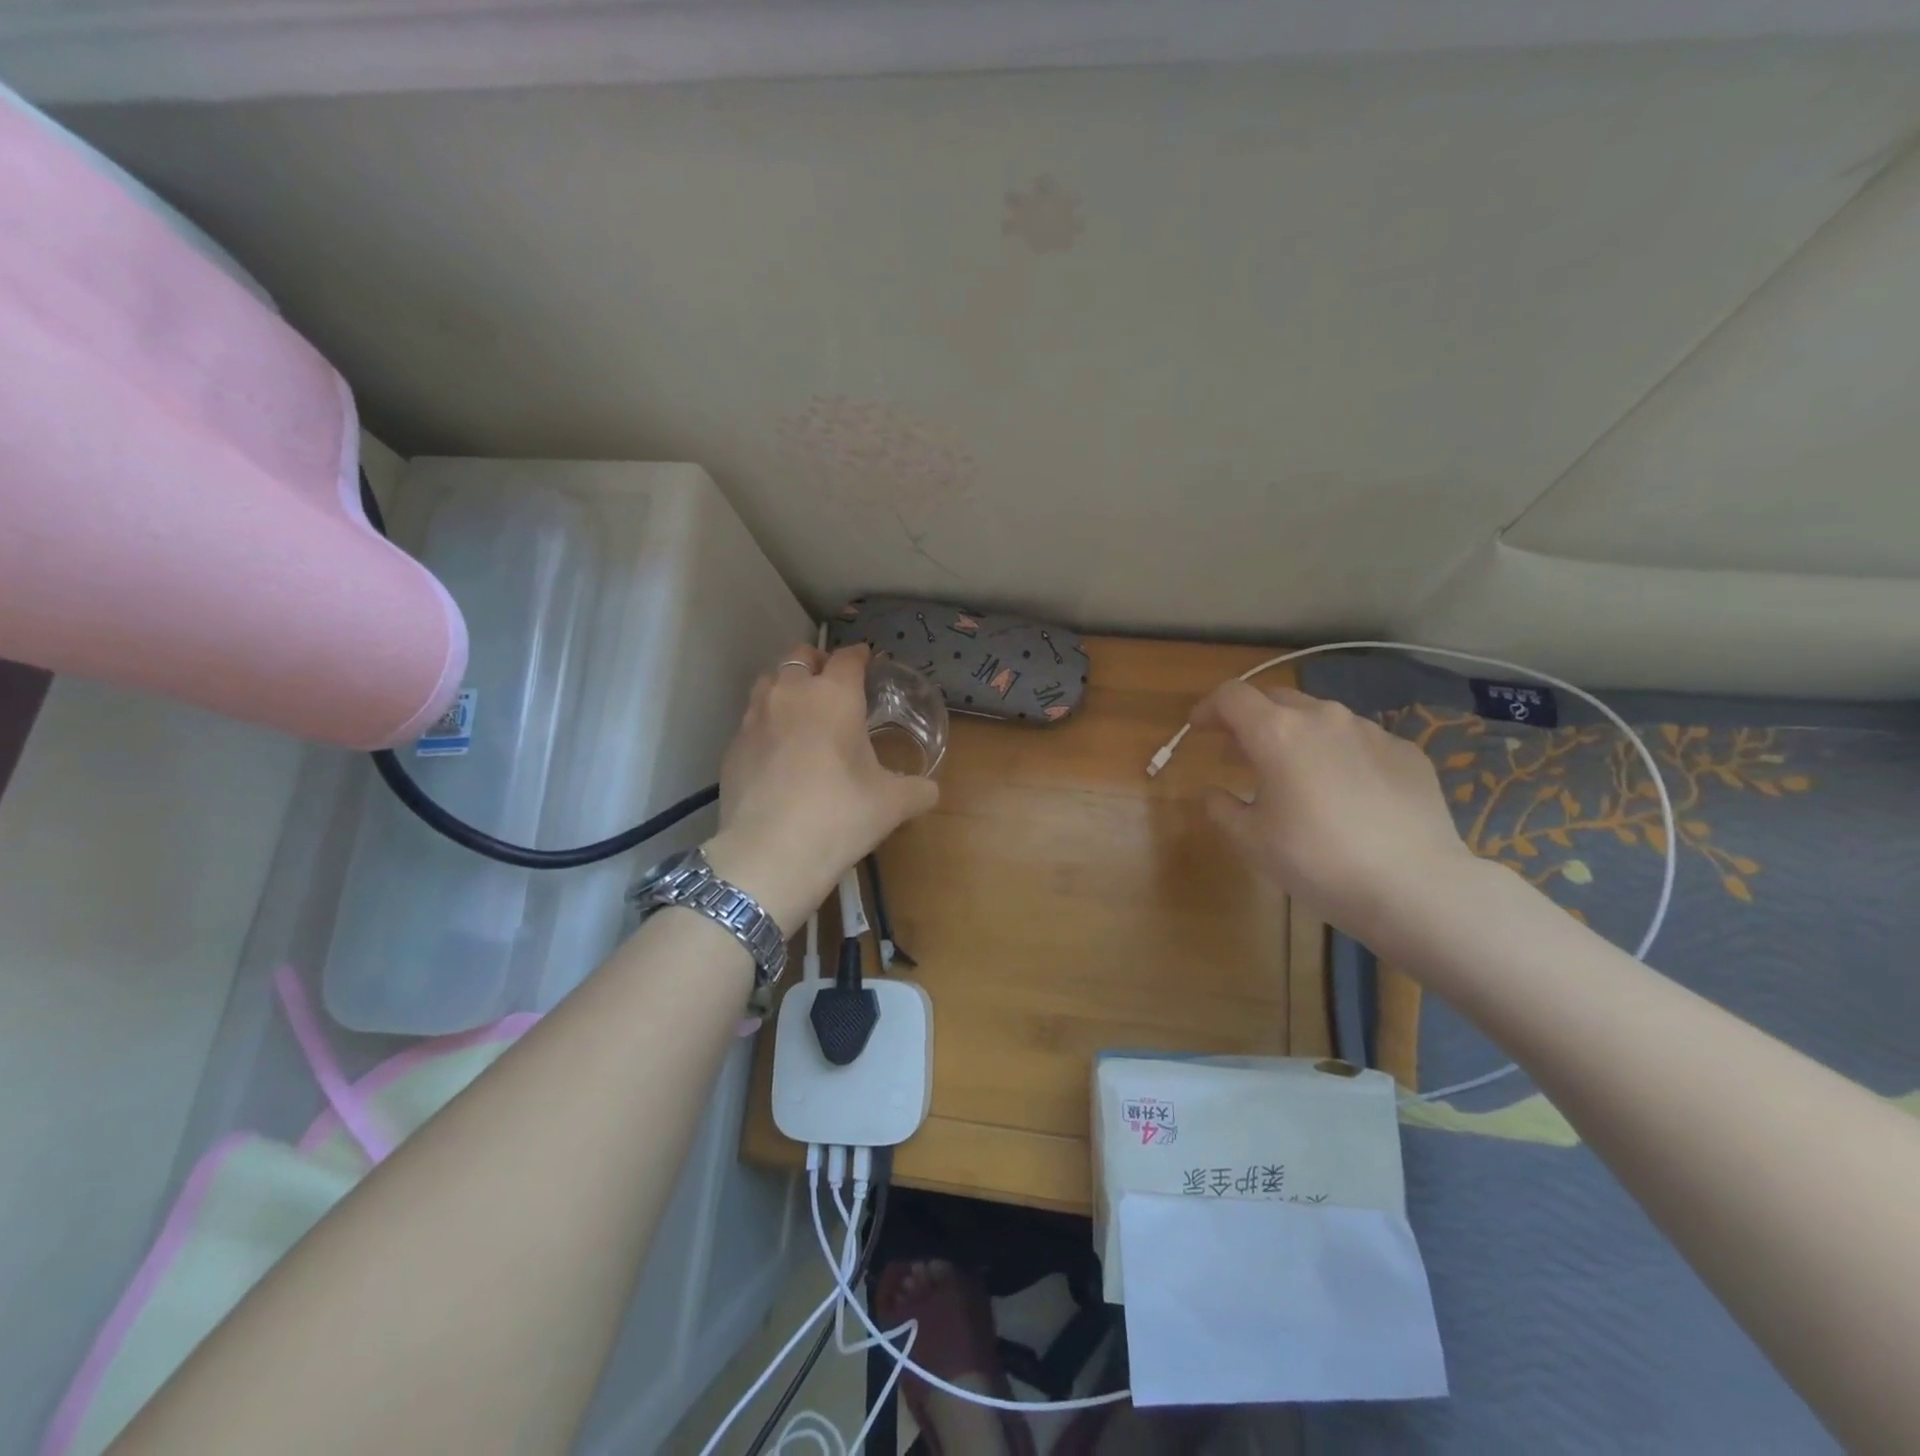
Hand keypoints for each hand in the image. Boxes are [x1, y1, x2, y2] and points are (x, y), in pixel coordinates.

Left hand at [704, 643, 939, 929]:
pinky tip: (777, 750)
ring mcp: (755, 717)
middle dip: (818, 662)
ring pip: (768, 680)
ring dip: (787, 685)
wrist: (769, 853)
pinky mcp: (732, 746)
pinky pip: (751, 719)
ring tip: (801, 709)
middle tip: (832, 683)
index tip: (867, 662)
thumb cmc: (840, 815)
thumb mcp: (892, 804)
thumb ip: (917, 790)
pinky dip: (766, 722)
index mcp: (835, 695)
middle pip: (800, 655)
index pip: (848, 657)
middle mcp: (791, 693)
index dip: (860, 656)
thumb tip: (930, 791)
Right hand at [1193, 681, 1476, 939]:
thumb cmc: (1317, 860)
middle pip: (1275, 700)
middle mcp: (1323, 718)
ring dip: (1295, 736)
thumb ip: (1221, 809)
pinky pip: (1359, 742)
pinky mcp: (1406, 751)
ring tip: (1294, 776)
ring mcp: (1370, 731)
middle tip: (1239, 756)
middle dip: (1250, 721)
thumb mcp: (1251, 841)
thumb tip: (1213, 793)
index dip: (1208, 708)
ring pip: (1320, 719)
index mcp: (1277, 733)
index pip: (1230, 696)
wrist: (1414, 885)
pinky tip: (1345, 794)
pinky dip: (1338, 755)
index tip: (1198, 729)